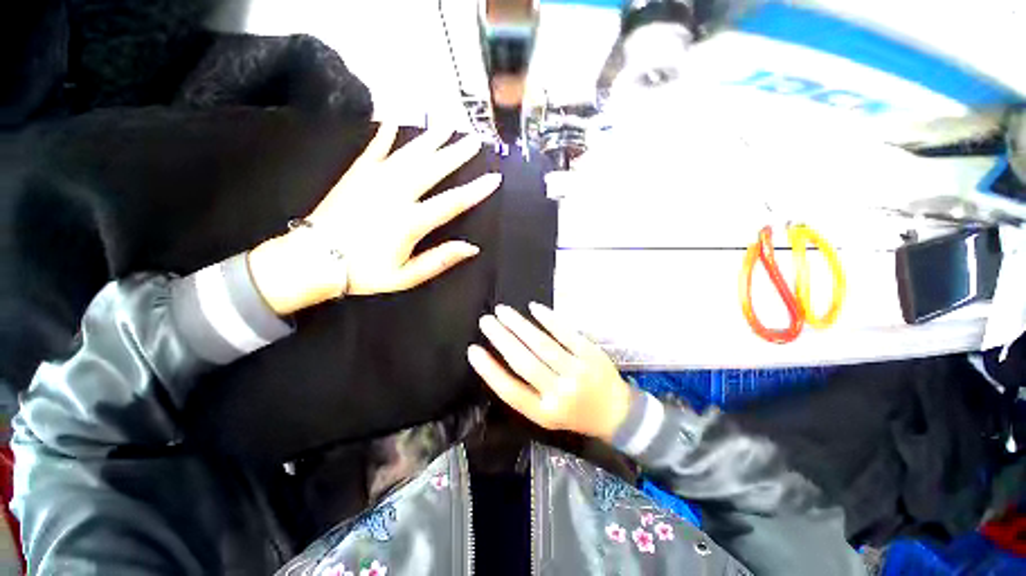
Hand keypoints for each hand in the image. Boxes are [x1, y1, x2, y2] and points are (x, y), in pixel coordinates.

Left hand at [249, 124, 500, 314]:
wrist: (313, 260)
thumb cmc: (364, 272)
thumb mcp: (406, 276)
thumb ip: (439, 260)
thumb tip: (472, 247)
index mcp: (410, 221)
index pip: (452, 202)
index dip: (476, 190)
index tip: (494, 178)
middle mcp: (396, 194)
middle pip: (433, 169)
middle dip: (456, 154)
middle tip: (474, 140)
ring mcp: (374, 180)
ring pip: (408, 154)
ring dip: (430, 139)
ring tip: (447, 125)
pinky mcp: (356, 174)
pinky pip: (374, 149)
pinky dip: (385, 134)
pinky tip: (395, 120)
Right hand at [468, 303, 631, 442]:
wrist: (616, 414)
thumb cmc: (574, 413)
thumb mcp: (547, 413)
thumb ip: (525, 391)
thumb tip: (499, 359)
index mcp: (544, 412)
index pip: (509, 390)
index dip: (489, 370)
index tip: (473, 350)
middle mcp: (560, 393)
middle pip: (524, 362)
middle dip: (501, 339)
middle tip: (486, 321)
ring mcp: (577, 372)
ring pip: (542, 345)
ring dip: (519, 325)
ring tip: (503, 311)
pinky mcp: (591, 354)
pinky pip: (565, 333)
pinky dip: (548, 319)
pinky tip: (533, 308)